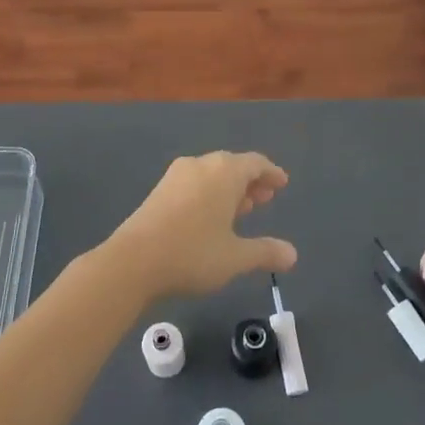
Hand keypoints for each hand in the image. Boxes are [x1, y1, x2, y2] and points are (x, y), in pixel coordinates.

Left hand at [102, 151, 297, 299]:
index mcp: (224, 172)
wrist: (132, 261)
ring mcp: (176, 175)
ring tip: (242, 209)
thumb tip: (293, 254)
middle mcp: (201, 165)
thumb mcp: (235, 258)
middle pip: (232, 165)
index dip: (271, 173)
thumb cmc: (192, 253)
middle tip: (265, 199)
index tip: (282, 184)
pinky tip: (211, 217)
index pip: (255, 163)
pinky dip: (209, 193)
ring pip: (211, 174)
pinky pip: (194, 183)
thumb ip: (265, 252)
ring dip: (229, 188)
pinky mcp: (159, 190)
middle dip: (251, 181)